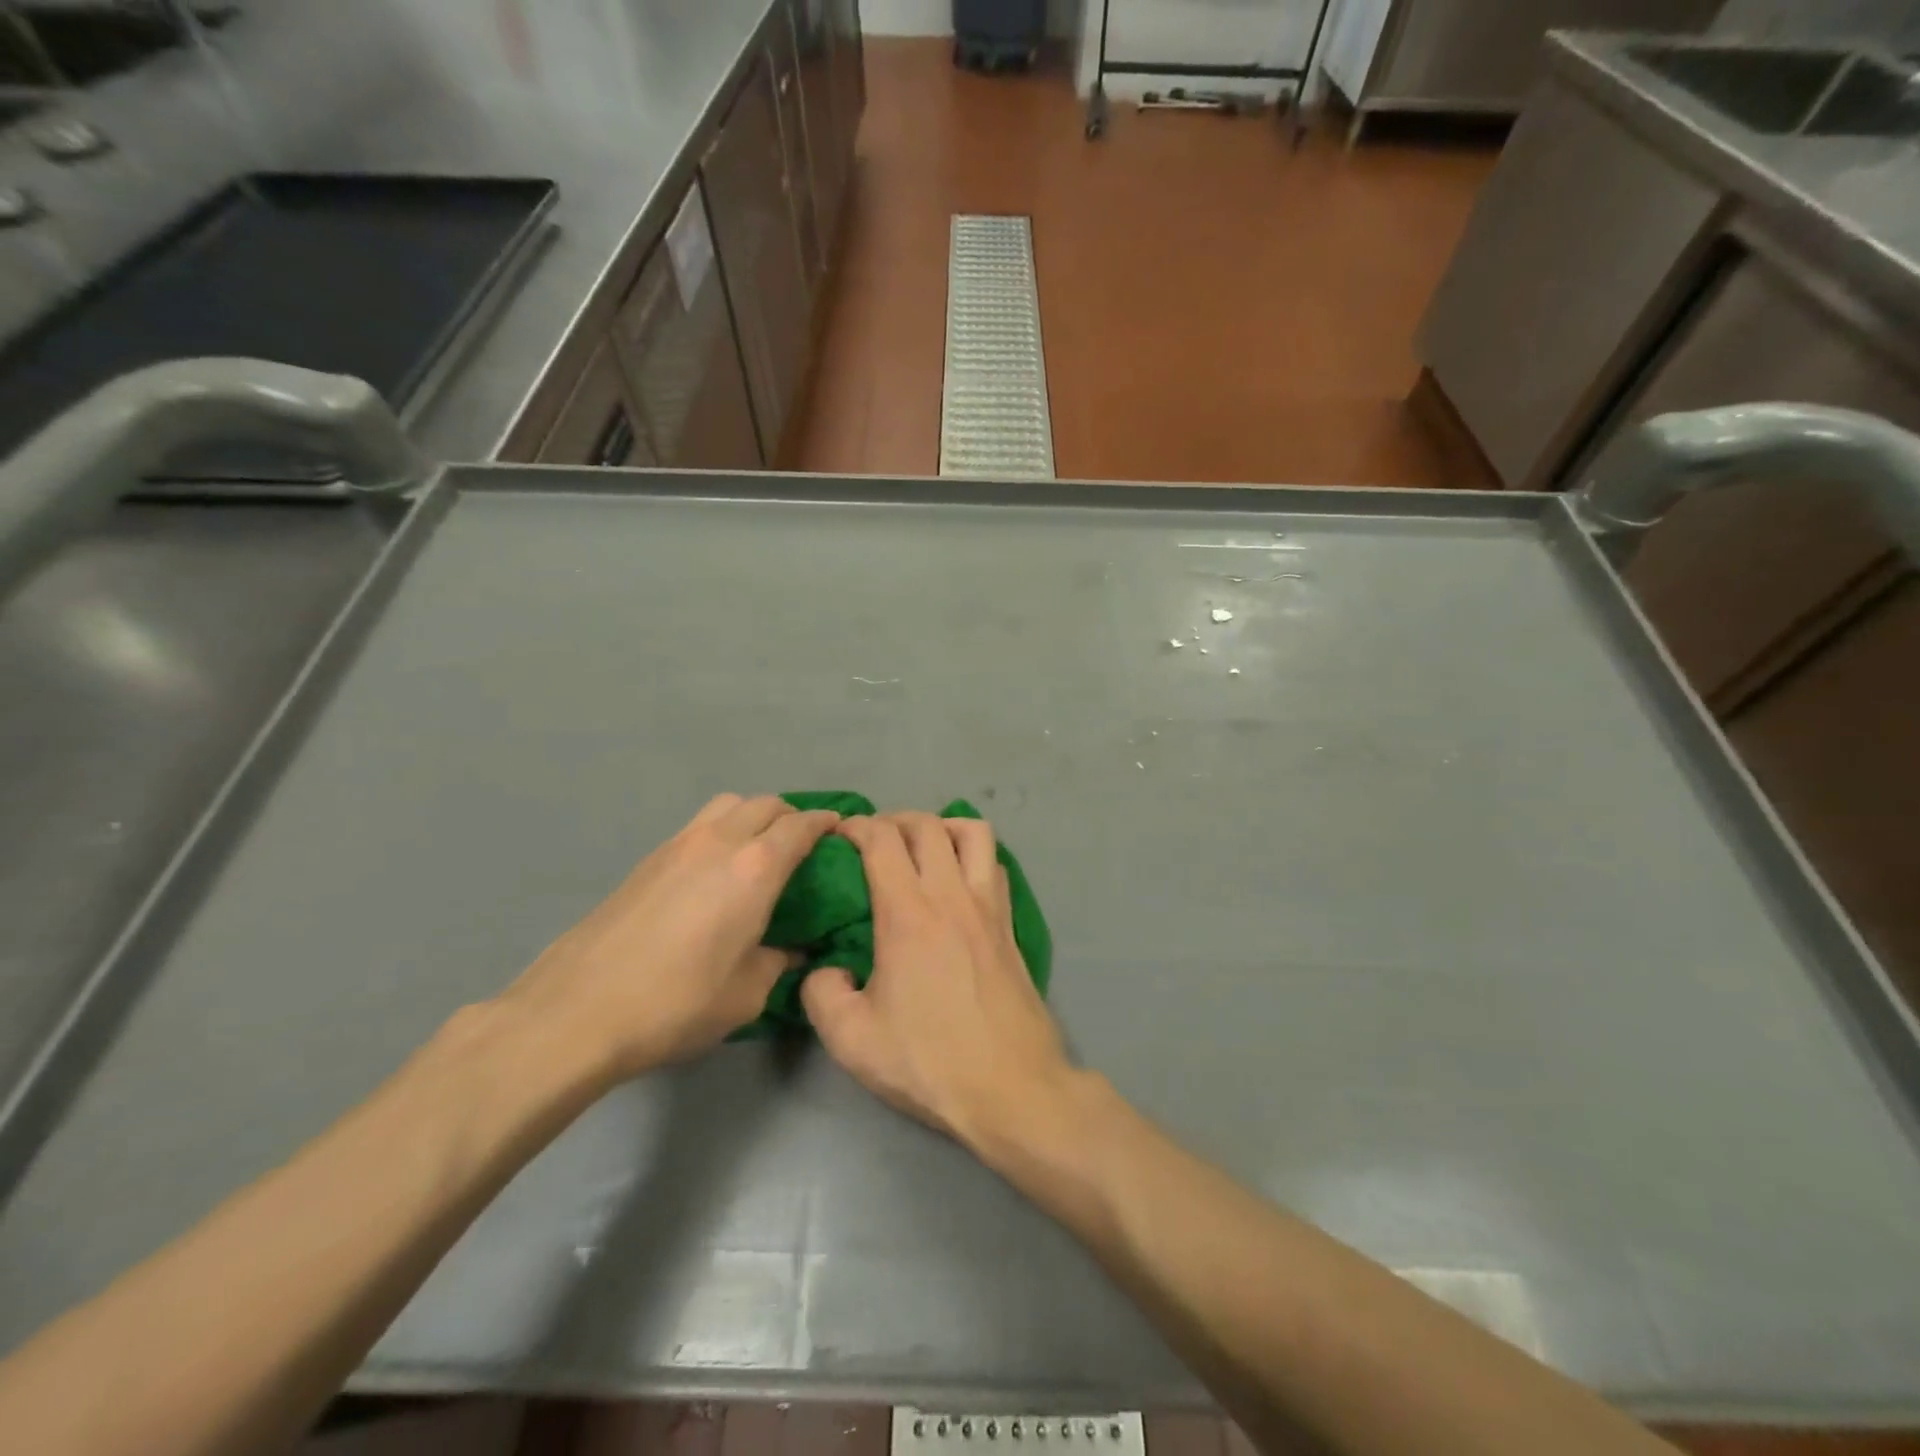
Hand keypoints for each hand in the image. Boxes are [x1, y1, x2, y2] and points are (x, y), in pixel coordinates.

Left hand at [501, 794, 838, 1083]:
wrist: (577, 1011)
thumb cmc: (676, 1003)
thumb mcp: (747, 994)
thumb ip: (778, 962)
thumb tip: (791, 949)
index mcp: (755, 868)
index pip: (801, 826)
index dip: (825, 823)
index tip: (840, 830)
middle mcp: (719, 842)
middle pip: (765, 803)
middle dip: (791, 815)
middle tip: (803, 845)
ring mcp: (677, 845)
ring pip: (727, 805)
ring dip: (752, 815)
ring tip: (758, 849)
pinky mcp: (647, 860)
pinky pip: (698, 826)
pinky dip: (720, 831)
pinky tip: (715, 871)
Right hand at [801, 812, 1071, 1151]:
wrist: (1013, 1088)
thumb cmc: (930, 1062)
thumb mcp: (851, 1039)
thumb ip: (821, 993)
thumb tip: (828, 968)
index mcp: (909, 913)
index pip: (882, 840)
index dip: (856, 827)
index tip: (838, 836)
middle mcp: (952, 895)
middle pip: (926, 825)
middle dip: (893, 820)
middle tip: (873, 843)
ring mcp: (989, 906)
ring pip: (972, 832)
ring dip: (941, 827)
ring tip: (920, 849)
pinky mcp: (1010, 924)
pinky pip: (993, 864)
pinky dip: (971, 854)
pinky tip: (956, 881)